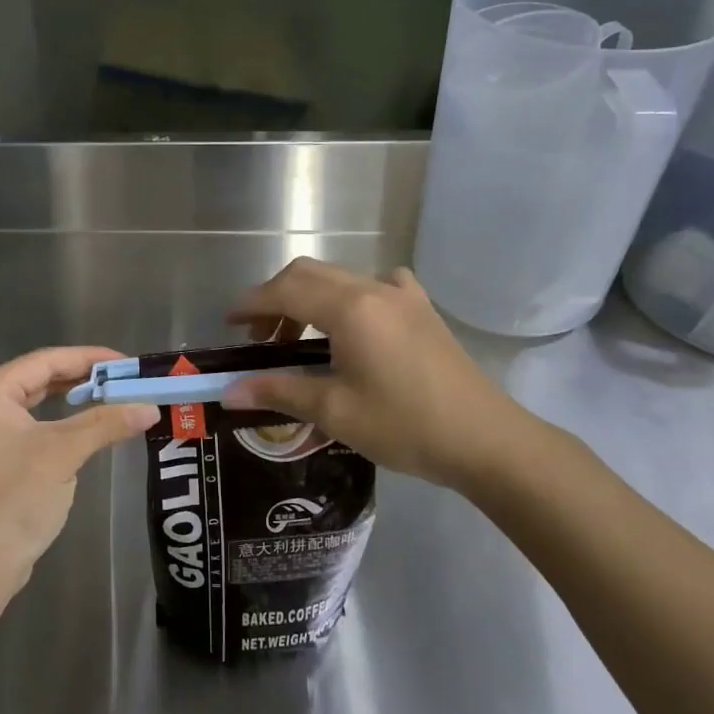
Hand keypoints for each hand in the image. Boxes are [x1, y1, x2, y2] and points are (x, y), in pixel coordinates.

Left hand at [0, 347, 156, 600]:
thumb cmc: (15, 499)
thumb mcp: (64, 454)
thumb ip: (106, 423)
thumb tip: (150, 408)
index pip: (44, 361)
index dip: (88, 358)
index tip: (126, 363)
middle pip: (32, 381)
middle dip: (78, 380)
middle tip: (120, 382)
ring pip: (24, 406)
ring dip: (63, 404)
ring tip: (103, 400)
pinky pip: (16, 430)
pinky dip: (46, 426)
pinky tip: (70, 431)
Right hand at [224, 259, 554, 494]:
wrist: (485, 440)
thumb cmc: (405, 425)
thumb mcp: (335, 412)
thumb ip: (278, 392)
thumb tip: (227, 391)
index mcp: (350, 308)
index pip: (285, 290)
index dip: (252, 303)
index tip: (228, 323)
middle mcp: (373, 289)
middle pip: (309, 274)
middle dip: (276, 298)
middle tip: (259, 337)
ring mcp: (402, 295)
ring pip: (340, 278)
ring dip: (309, 298)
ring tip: (297, 338)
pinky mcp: (422, 309)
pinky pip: (376, 286)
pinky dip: (349, 297)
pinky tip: (355, 322)